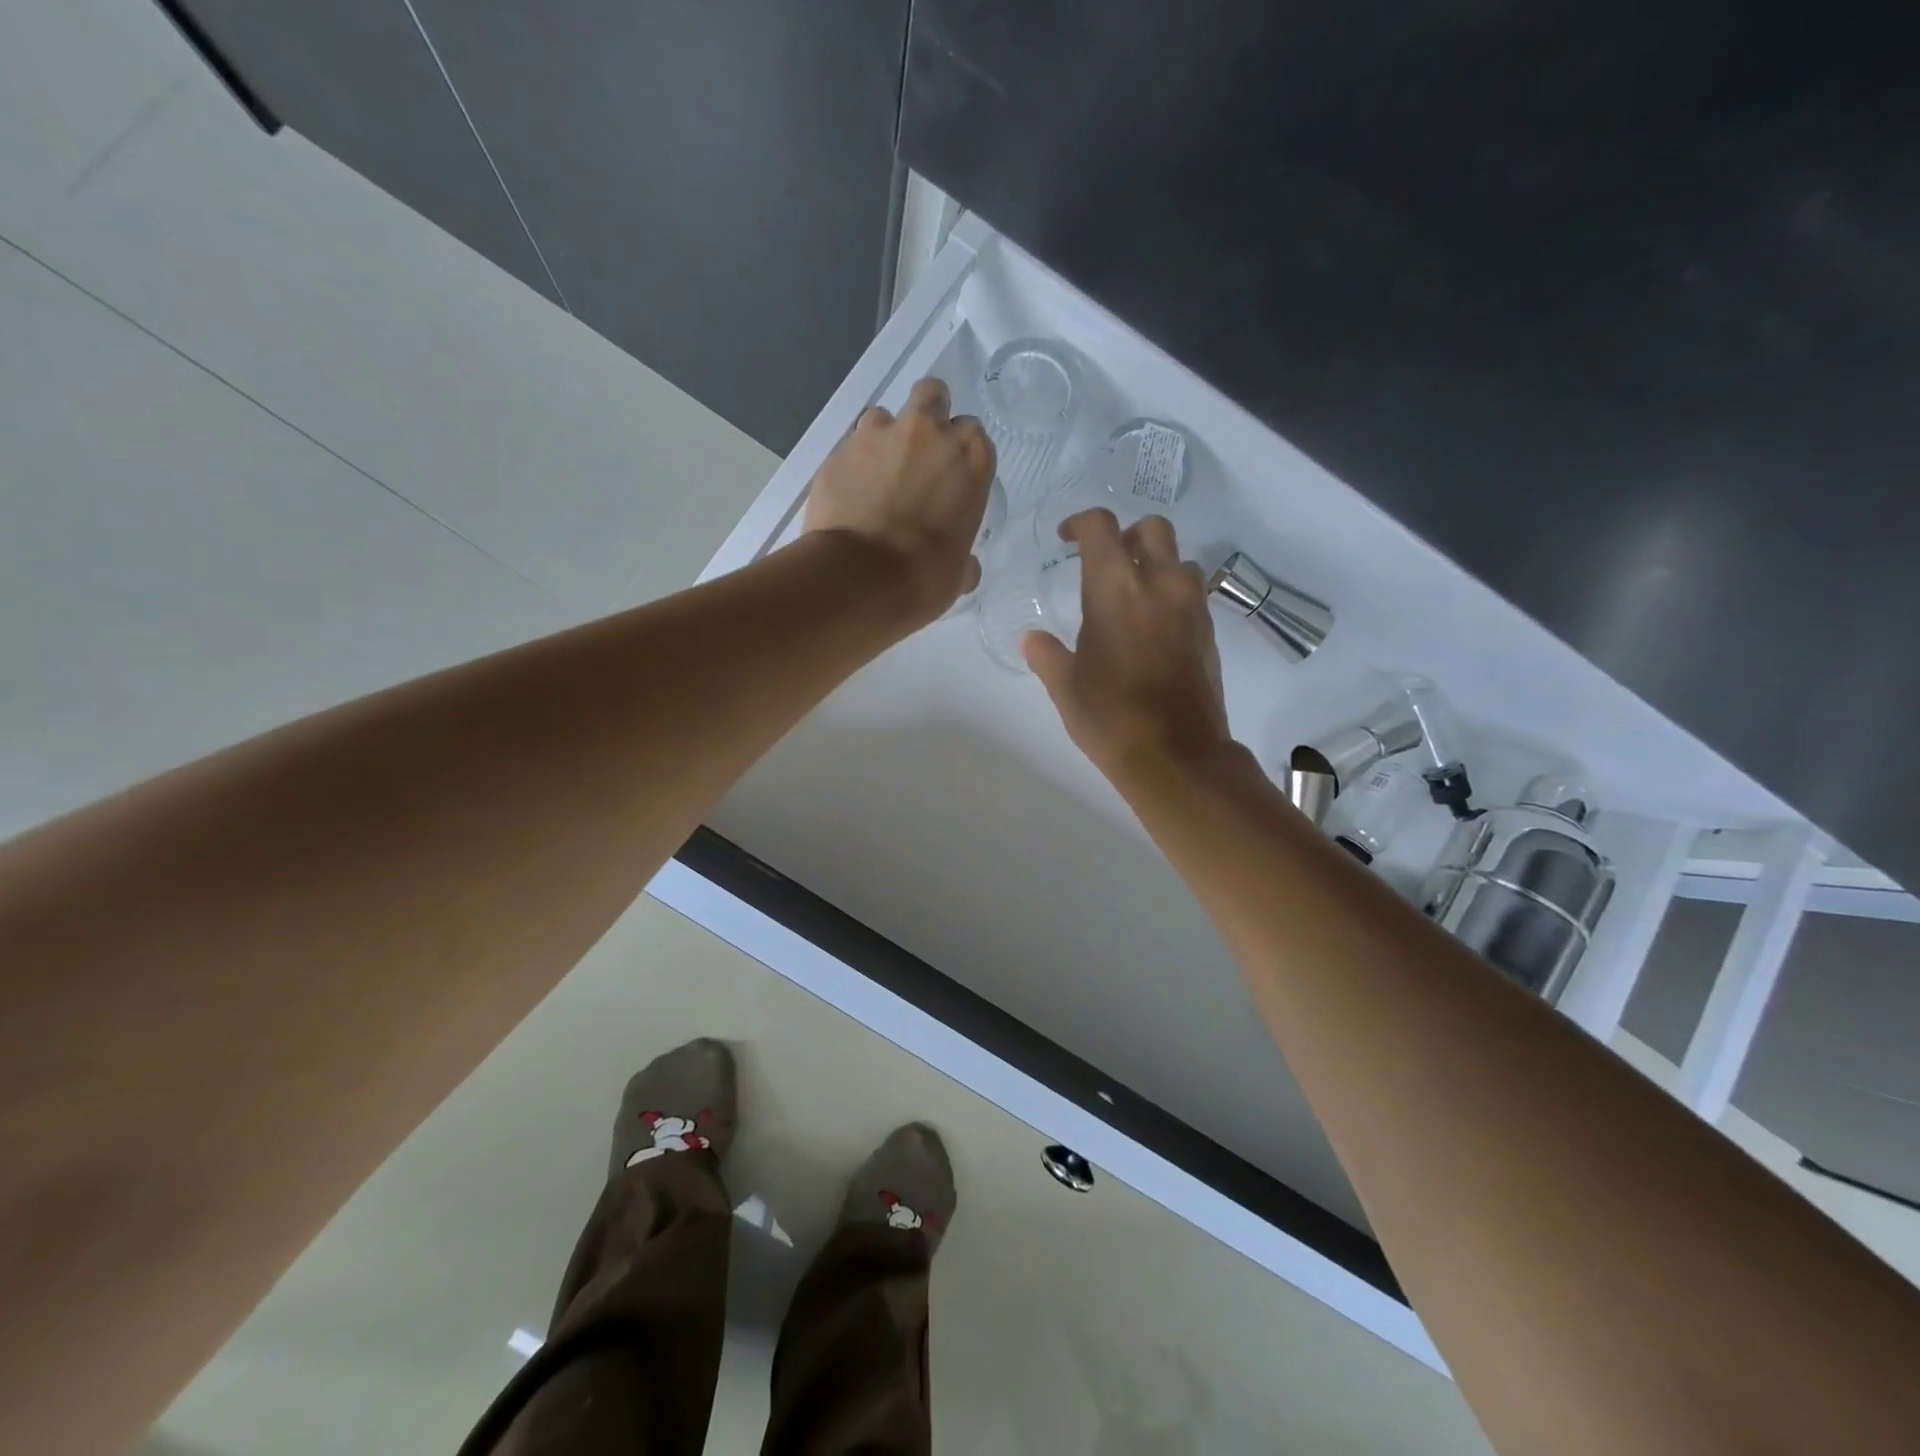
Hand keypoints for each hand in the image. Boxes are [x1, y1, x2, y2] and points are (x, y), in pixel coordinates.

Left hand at [804, 377, 994, 623]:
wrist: (860, 576)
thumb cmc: (924, 577)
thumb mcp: (957, 575)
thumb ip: (963, 560)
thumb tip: (965, 568)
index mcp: (970, 460)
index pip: (973, 436)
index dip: (960, 453)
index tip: (951, 476)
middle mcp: (929, 434)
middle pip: (932, 396)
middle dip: (928, 416)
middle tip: (918, 452)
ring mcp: (880, 435)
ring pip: (884, 415)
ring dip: (883, 438)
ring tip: (876, 475)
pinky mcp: (839, 450)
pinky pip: (849, 446)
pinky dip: (852, 464)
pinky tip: (848, 494)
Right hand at [1023, 510, 1233, 781]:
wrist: (1176, 755)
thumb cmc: (1110, 716)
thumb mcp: (1066, 686)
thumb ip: (1046, 654)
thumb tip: (1032, 639)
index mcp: (1115, 588)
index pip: (1100, 527)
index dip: (1080, 523)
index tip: (1067, 539)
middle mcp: (1159, 584)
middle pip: (1152, 529)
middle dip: (1128, 535)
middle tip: (1108, 562)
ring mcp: (1191, 606)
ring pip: (1180, 559)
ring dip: (1157, 564)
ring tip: (1135, 596)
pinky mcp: (1210, 630)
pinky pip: (1192, 593)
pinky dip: (1172, 594)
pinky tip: (1153, 628)